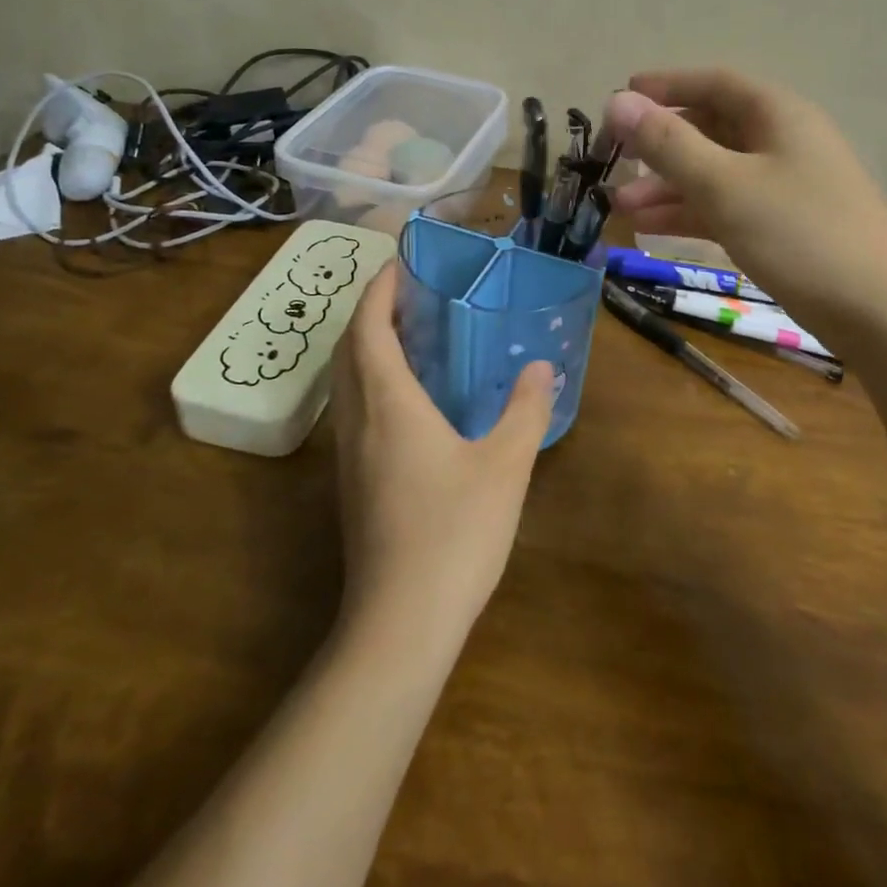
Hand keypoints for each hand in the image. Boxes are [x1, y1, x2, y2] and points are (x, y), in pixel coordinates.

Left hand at [330, 263, 554, 640]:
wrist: (400, 622)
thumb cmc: (454, 533)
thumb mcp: (505, 466)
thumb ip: (525, 410)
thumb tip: (541, 367)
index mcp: (388, 404)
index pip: (368, 328)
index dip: (378, 291)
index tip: (397, 265)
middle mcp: (358, 421)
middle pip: (348, 350)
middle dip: (370, 313)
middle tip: (408, 294)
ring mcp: (348, 456)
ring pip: (345, 383)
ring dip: (367, 348)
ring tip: (409, 335)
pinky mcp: (352, 484)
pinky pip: (353, 410)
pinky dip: (370, 381)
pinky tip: (407, 398)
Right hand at [604, 69, 886, 335]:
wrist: (882, 313)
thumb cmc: (801, 235)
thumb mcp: (726, 186)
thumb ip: (669, 144)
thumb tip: (616, 101)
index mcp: (777, 115)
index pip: (714, 83)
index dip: (665, 86)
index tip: (620, 99)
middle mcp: (782, 141)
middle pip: (711, 128)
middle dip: (659, 144)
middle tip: (613, 160)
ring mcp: (785, 186)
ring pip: (715, 172)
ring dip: (668, 185)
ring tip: (620, 206)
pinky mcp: (784, 226)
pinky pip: (727, 206)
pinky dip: (691, 212)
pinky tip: (653, 228)